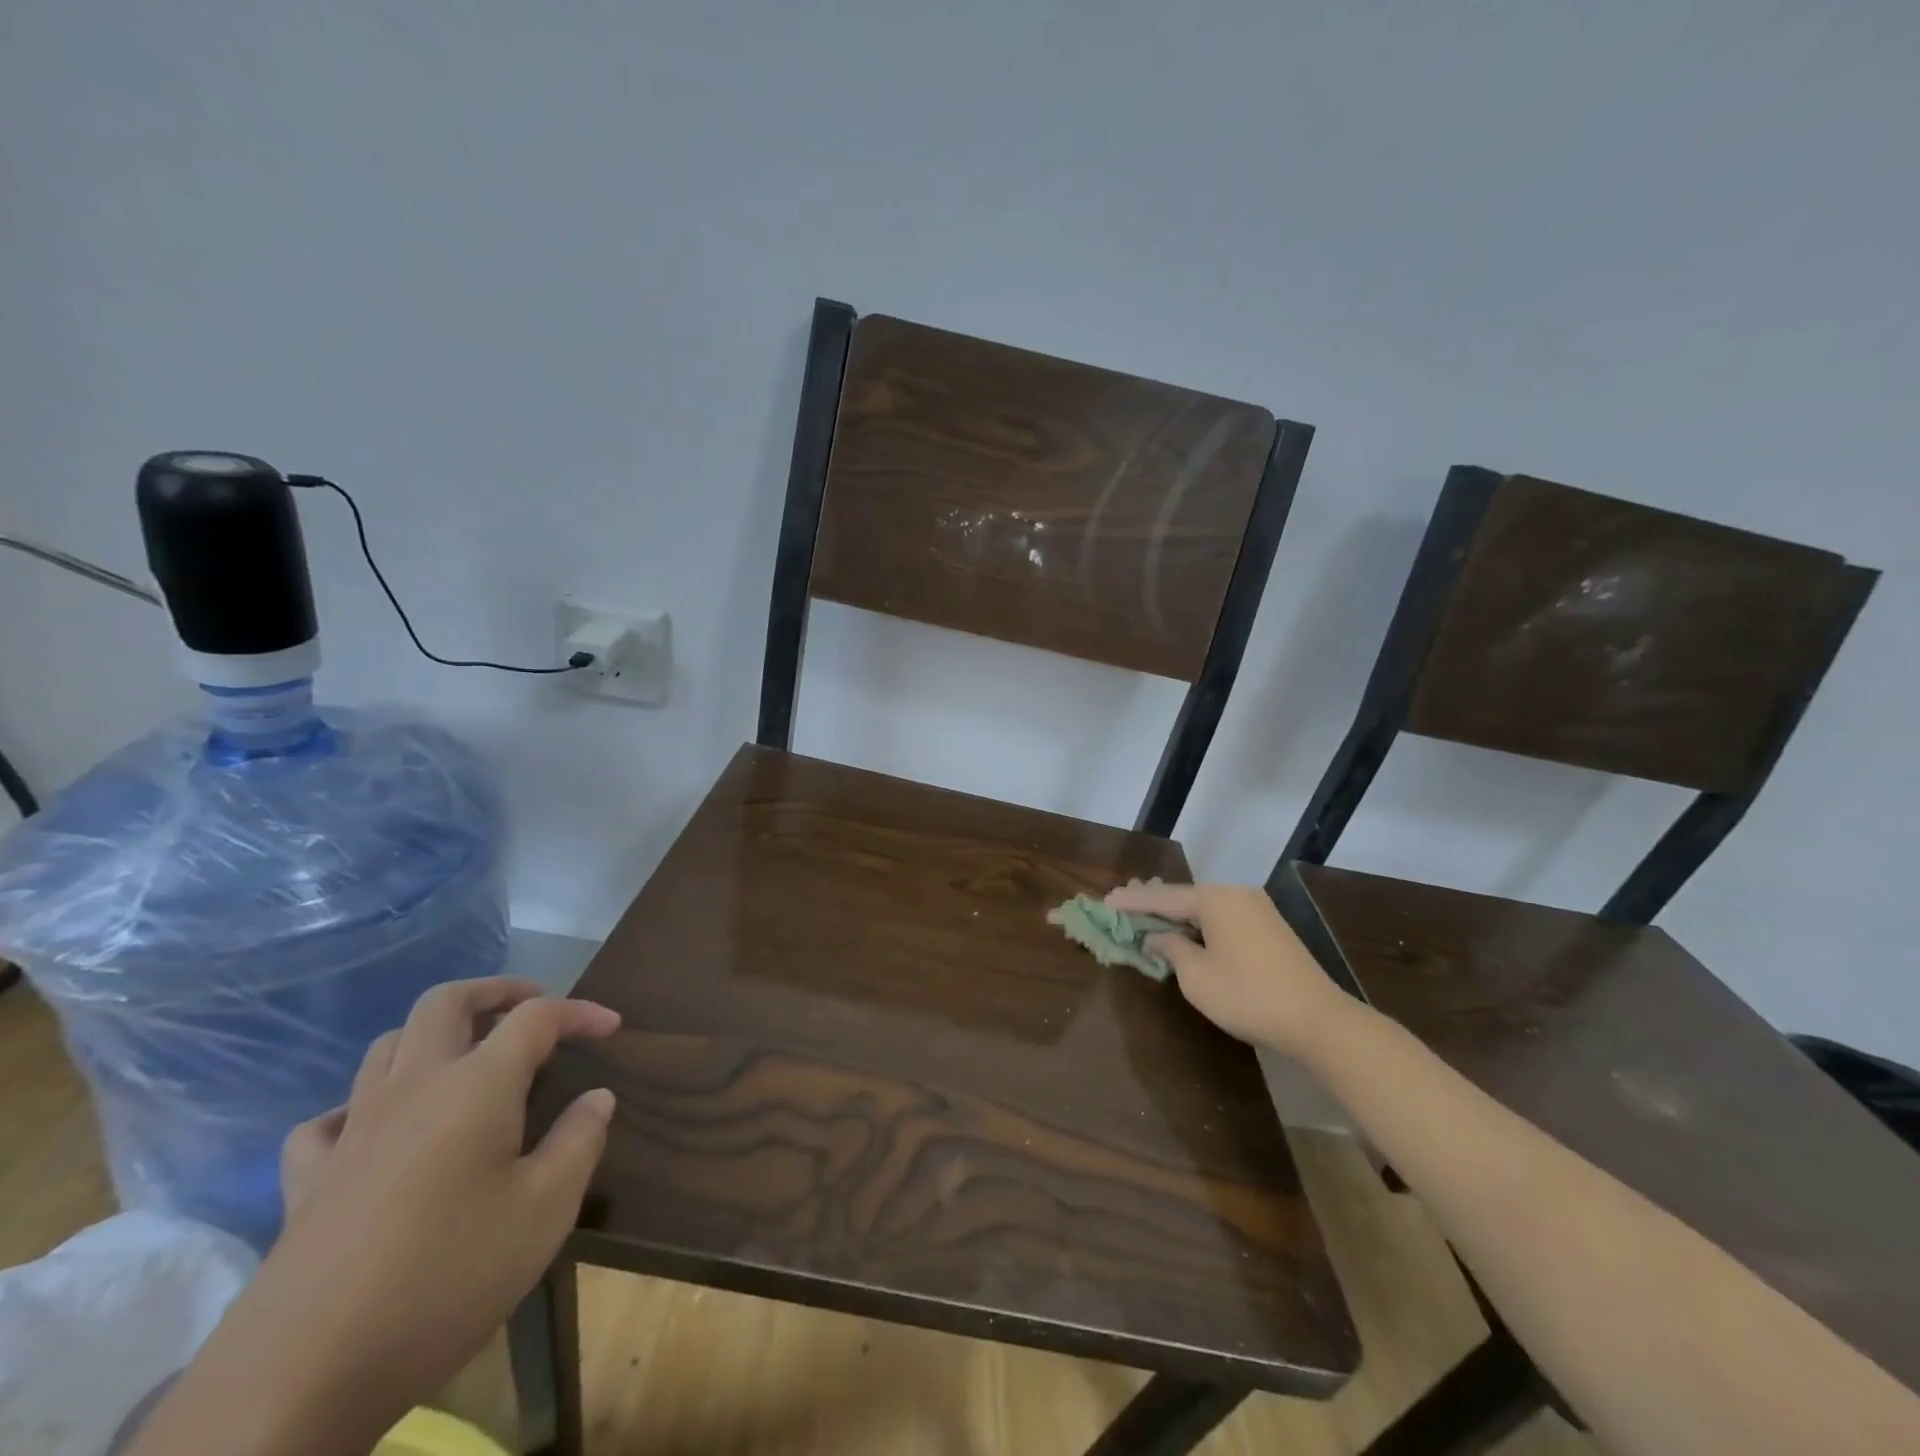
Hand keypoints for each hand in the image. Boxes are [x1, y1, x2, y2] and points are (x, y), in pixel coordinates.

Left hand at [133, 977, 619, 1455]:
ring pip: (387, 1045)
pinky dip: (361, 1105)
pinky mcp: (305, 1182)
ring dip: (433, 1033)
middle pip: (445, 1002)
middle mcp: (413, 1088)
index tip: (612, 1027)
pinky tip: (379, 1129)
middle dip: (494, 991)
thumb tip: (597, 1098)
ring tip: (467, 1053)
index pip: (536, 1018)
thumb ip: (579, 1142)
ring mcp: (352, 1131)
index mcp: (476, 1085)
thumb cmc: (446, 1277)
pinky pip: (329, 1118)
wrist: (300, 1378)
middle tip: (531, 1004)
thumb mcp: (544, 1211)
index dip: (579, 1011)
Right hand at [1106, 881, 1350, 1054]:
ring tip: (1149, 912)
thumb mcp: (1197, 977)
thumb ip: (1171, 949)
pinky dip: (1199, 922)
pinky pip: (1223, 917)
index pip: (1163, 897)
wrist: (1319, 1020)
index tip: (1106, 900)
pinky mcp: (1270, 928)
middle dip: (1153, 902)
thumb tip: (1158, 937)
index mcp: (1215, 899)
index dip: (1132, 902)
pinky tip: (1186, 928)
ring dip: (1177, 913)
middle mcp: (1236, 894)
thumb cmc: (1248, 996)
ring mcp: (1257, 909)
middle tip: (1123, 902)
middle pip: (1185, 896)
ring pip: (1205, 906)